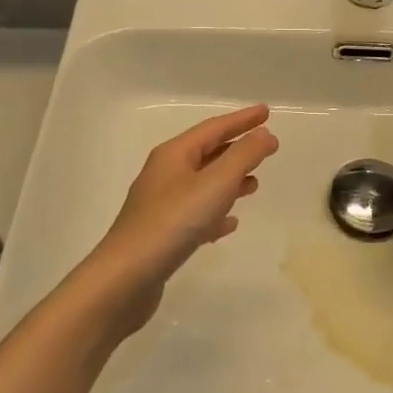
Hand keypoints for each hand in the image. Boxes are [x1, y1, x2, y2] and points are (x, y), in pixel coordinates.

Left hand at [87, 105, 278, 331]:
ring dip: (230, 180)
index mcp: (174, 154)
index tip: (267, 112)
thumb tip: (264, 134)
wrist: (125, 279)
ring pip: (203, 184)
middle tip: (266, 146)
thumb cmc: (172, 222)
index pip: (214, 128)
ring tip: (255, 184)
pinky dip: (216, 212)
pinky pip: (196, 214)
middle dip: (237, 148)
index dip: (242, 120)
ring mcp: (161, 206)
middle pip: (207, 153)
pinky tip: (230, 223)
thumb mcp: (215, 183)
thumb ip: (243, 156)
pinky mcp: (162, 235)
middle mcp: (165, 174)